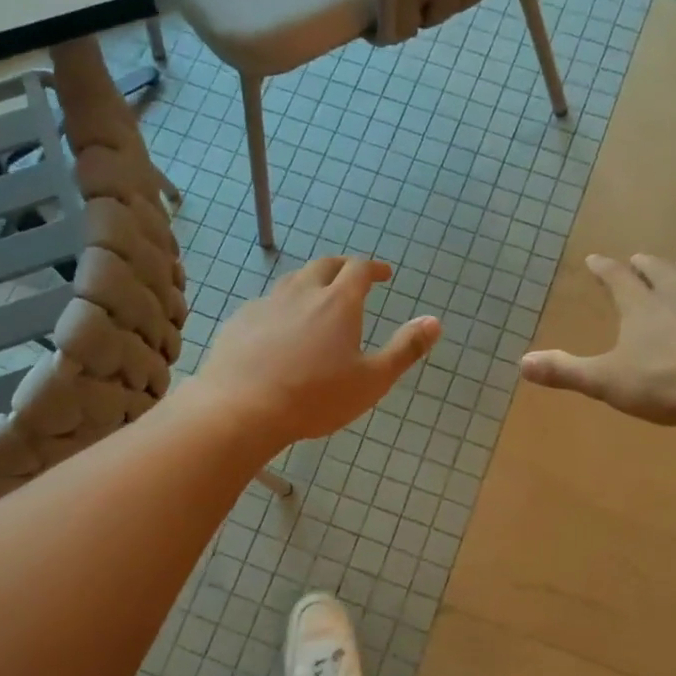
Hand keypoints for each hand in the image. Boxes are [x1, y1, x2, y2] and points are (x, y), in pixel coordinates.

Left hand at [190, 257, 440, 448]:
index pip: (359, 269)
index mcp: (338, 303)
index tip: (384, 273)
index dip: (374, 267)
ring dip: (310, 282)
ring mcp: (266, 304)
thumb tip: (434, 321)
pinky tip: (279, 327)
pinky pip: (267, 304)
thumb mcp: (372, 380)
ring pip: (292, 281)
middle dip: (342, 267)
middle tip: (352, 278)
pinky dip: (282, 306)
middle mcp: (302, 293)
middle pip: (324, 266)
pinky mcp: (240, 321)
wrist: (241, 409)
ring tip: (317, 298)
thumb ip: (405, 349)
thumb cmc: (315, 397)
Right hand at [519, 254, 675, 427]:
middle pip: (658, 270)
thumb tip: (522, 362)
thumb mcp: (608, 382)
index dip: (603, 269)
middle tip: (637, 259)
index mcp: (641, 306)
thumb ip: (566, 371)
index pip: (616, 278)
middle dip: (644, 265)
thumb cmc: (668, 385)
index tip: (594, 259)